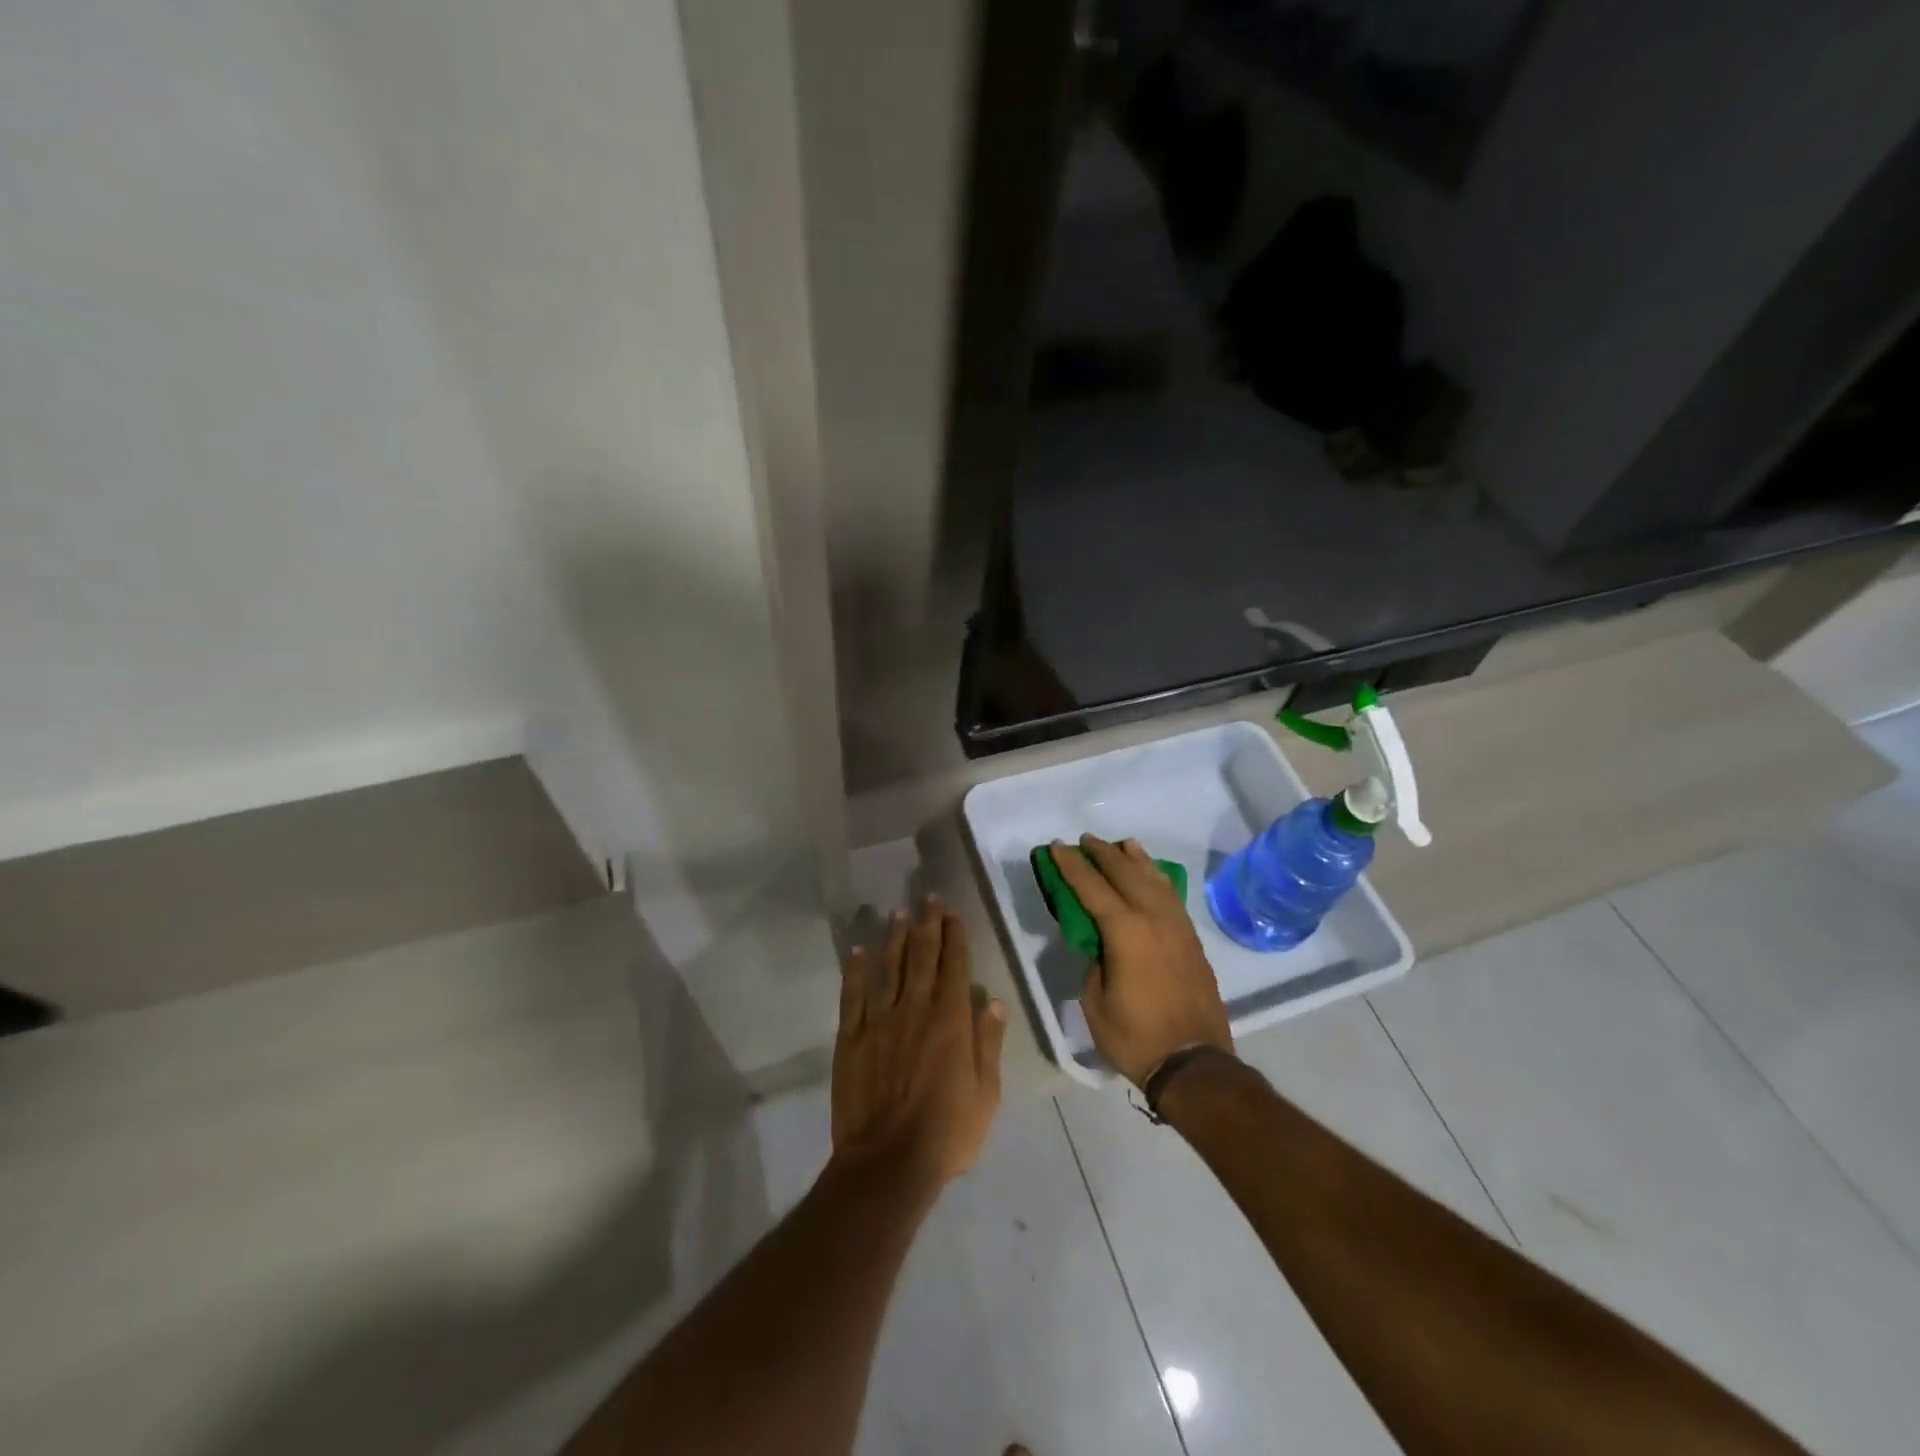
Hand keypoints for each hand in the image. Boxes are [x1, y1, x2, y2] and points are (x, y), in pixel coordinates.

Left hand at [831, 895, 1007, 1189]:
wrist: (888, 1162)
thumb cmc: (947, 1133)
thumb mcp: (986, 1094)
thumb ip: (988, 1043)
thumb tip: (994, 1000)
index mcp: (951, 1020)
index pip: (955, 966)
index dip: (954, 936)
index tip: (952, 913)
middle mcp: (916, 1009)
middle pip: (922, 957)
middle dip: (927, 924)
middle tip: (927, 898)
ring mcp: (880, 1021)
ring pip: (889, 968)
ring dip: (894, 937)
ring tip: (899, 912)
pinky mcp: (852, 1037)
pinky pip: (853, 995)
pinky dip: (855, 971)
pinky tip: (858, 951)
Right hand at [1050, 835, 1233, 1087]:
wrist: (1194, 1064)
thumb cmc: (1136, 1037)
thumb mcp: (1096, 1002)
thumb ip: (1095, 963)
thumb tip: (1101, 946)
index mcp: (1125, 931)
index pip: (1092, 888)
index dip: (1071, 866)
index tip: (1057, 847)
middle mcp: (1154, 918)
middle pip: (1125, 874)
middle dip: (1102, 854)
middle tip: (1084, 840)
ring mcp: (1177, 927)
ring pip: (1154, 880)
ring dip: (1134, 860)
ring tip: (1121, 845)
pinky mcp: (1191, 940)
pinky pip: (1171, 897)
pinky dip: (1157, 879)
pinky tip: (1152, 876)